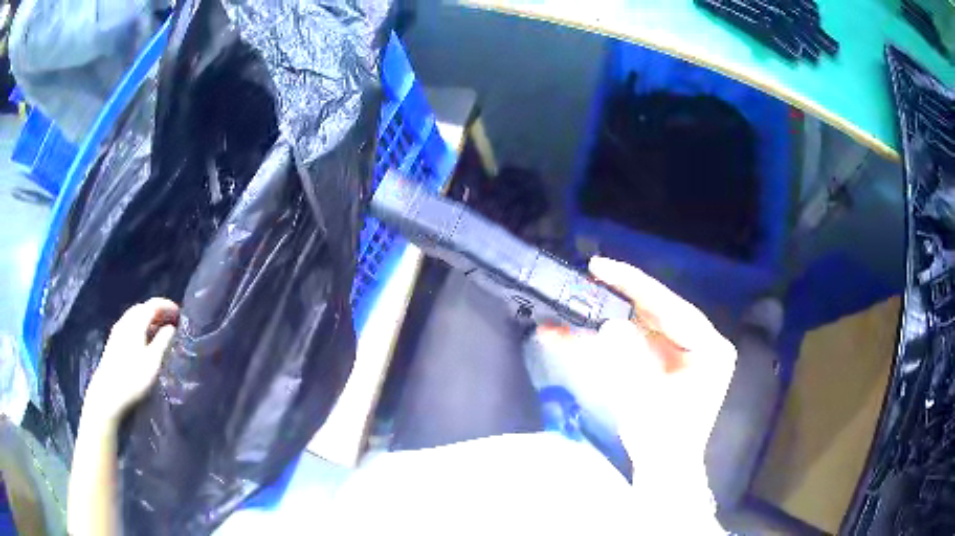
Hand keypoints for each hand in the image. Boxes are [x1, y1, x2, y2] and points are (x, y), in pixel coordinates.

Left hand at [83, 298, 179, 423]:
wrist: (108, 393)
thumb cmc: (133, 378)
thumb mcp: (152, 362)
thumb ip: (162, 342)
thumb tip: (171, 327)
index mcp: (136, 323)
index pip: (152, 305)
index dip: (166, 305)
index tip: (179, 312)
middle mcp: (125, 322)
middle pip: (142, 308)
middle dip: (157, 310)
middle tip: (170, 320)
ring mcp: (118, 331)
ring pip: (135, 316)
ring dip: (148, 318)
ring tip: (159, 329)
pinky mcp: (114, 341)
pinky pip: (129, 324)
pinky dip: (140, 325)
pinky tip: (144, 338)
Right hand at [533, 257, 735, 483]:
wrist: (663, 469)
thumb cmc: (661, 439)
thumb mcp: (644, 397)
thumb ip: (627, 358)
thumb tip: (609, 326)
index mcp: (710, 348)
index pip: (671, 306)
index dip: (633, 284)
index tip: (600, 268)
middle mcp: (704, 344)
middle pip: (660, 310)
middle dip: (622, 296)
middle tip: (590, 276)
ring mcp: (688, 353)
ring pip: (650, 322)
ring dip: (616, 313)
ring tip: (585, 297)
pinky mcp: (672, 362)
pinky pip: (645, 339)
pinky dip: (619, 335)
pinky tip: (593, 327)